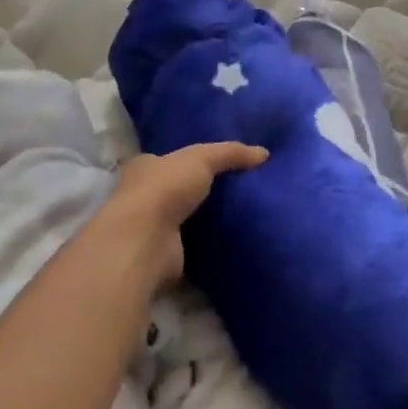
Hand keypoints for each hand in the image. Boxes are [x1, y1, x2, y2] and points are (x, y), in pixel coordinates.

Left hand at [106, 142, 267, 283]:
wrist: (146, 241)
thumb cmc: (165, 189)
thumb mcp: (202, 158)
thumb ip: (231, 153)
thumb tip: (264, 153)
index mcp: (145, 167)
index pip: (168, 160)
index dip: (190, 160)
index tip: (218, 163)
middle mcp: (143, 197)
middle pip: (177, 190)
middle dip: (200, 191)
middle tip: (238, 190)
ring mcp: (152, 229)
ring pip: (184, 219)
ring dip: (205, 220)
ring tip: (241, 215)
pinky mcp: (164, 255)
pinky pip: (192, 247)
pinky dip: (207, 246)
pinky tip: (231, 241)